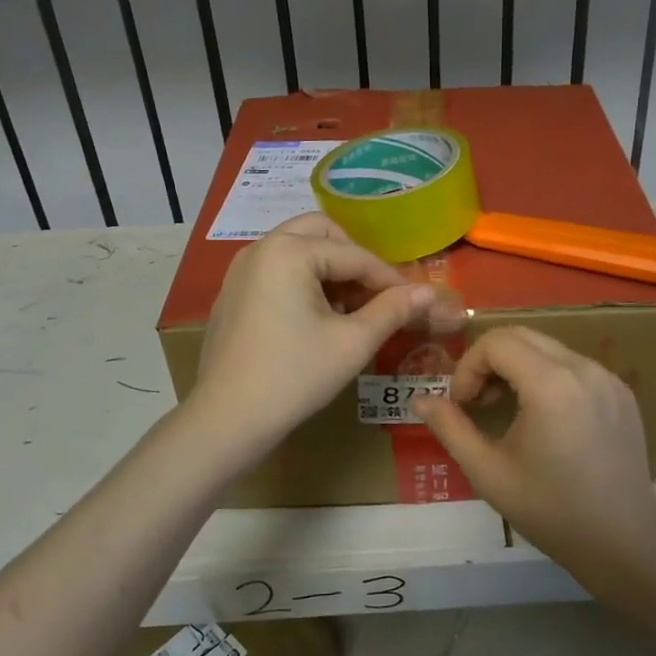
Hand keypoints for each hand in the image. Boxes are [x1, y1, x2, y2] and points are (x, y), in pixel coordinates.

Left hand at [191, 214, 443, 454]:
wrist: (226, 420)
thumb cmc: (294, 377)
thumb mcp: (352, 342)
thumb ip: (393, 310)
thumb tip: (429, 292)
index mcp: (288, 251)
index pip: (355, 255)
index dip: (390, 279)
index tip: (416, 301)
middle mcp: (260, 248)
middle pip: (321, 234)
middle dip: (354, 261)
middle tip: (375, 296)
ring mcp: (241, 270)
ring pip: (298, 250)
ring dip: (329, 270)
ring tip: (349, 311)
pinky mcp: (232, 294)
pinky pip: (277, 271)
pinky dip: (303, 282)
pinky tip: (315, 322)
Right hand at [411, 326, 655, 574]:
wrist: (623, 540)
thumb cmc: (550, 510)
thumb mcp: (489, 472)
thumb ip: (450, 428)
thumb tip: (419, 400)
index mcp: (551, 384)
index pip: (496, 342)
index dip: (468, 367)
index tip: (463, 405)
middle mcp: (583, 368)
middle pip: (521, 335)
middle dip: (489, 360)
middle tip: (479, 402)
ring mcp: (608, 377)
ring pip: (548, 347)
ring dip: (518, 366)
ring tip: (508, 409)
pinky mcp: (621, 391)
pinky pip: (574, 365)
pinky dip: (548, 376)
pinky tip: (545, 417)